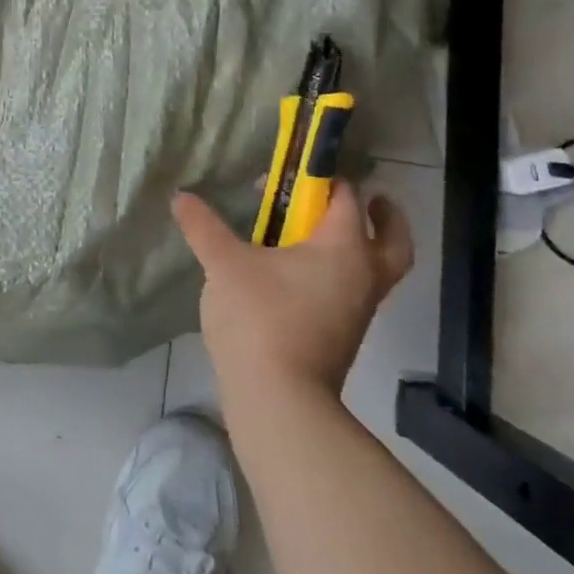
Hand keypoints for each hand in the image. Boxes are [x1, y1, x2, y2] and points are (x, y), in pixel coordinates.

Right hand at [173, 184, 412, 400]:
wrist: (279, 398)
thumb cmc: (259, 318)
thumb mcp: (223, 264)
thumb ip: (203, 227)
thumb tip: (180, 197)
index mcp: (343, 248)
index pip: (346, 198)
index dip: (320, 179)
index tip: (288, 176)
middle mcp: (363, 275)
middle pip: (393, 239)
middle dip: (383, 216)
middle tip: (367, 201)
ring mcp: (359, 309)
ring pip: (378, 269)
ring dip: (363, 247)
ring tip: (322, 236)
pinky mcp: (345, 334)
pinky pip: (356, 291)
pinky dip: (342, 274)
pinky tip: (303, 274)